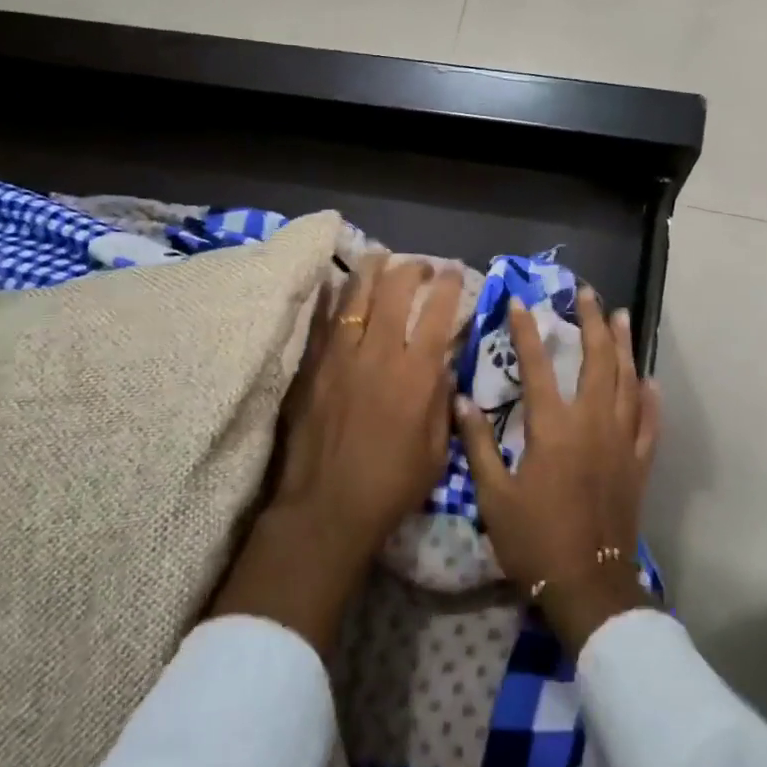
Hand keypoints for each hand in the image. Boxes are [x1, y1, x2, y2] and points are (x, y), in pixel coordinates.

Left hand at [212, 254, 462, 653]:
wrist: (326, 508)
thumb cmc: (391, 486)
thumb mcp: (436, 450)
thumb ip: (442, 400)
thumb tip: (442, 363)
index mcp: (416, 374)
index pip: (437, 312)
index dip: (448, 285)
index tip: (453, 273)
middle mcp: (379, 353)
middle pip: (395, 290)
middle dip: (412, 269)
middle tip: (420, 266)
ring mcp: (340, 355)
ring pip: (355, 295)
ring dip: (371, 270)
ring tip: (380, 257)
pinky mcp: (312, 366)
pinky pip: (323, 319)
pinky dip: (333, 297)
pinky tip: (337, 284)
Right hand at [457, 288, 661, 653]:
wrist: (588, 586)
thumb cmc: (534, 540)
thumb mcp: (494, 495)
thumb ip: (479, 444)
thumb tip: (460, 400)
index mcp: (554, 428)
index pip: (539, 366)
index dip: (527, 332)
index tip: (520, 302)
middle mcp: (593, 424)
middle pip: (597, 361)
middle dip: (591, 323)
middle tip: (586, 295)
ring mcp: (622, 442)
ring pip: (628, 381)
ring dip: (623, 346)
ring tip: (619, 317)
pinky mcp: (639, 464)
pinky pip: (650, 422)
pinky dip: (650, 398)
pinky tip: (649, 380)